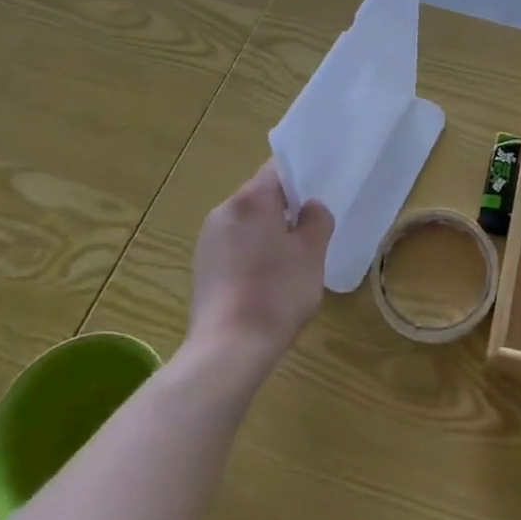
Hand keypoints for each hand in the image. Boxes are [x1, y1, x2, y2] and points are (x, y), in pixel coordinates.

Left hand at [187, 161, 333, 372]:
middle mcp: (224, 211)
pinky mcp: (201, 267)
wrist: (227, 350)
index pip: (278, 169)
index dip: (301, 176)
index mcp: (251, 199)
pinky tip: (266, 280)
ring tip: (290, 259)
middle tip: (310, 230)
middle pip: (260, 196)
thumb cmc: (276, 294)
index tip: (319, 192)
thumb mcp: (312, 253)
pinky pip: (234, 246)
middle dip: (285, 208)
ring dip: (267, 232)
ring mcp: (207, 240)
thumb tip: (309, 208)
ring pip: (246, 222)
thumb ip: (316, 220)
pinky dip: (251, 252)